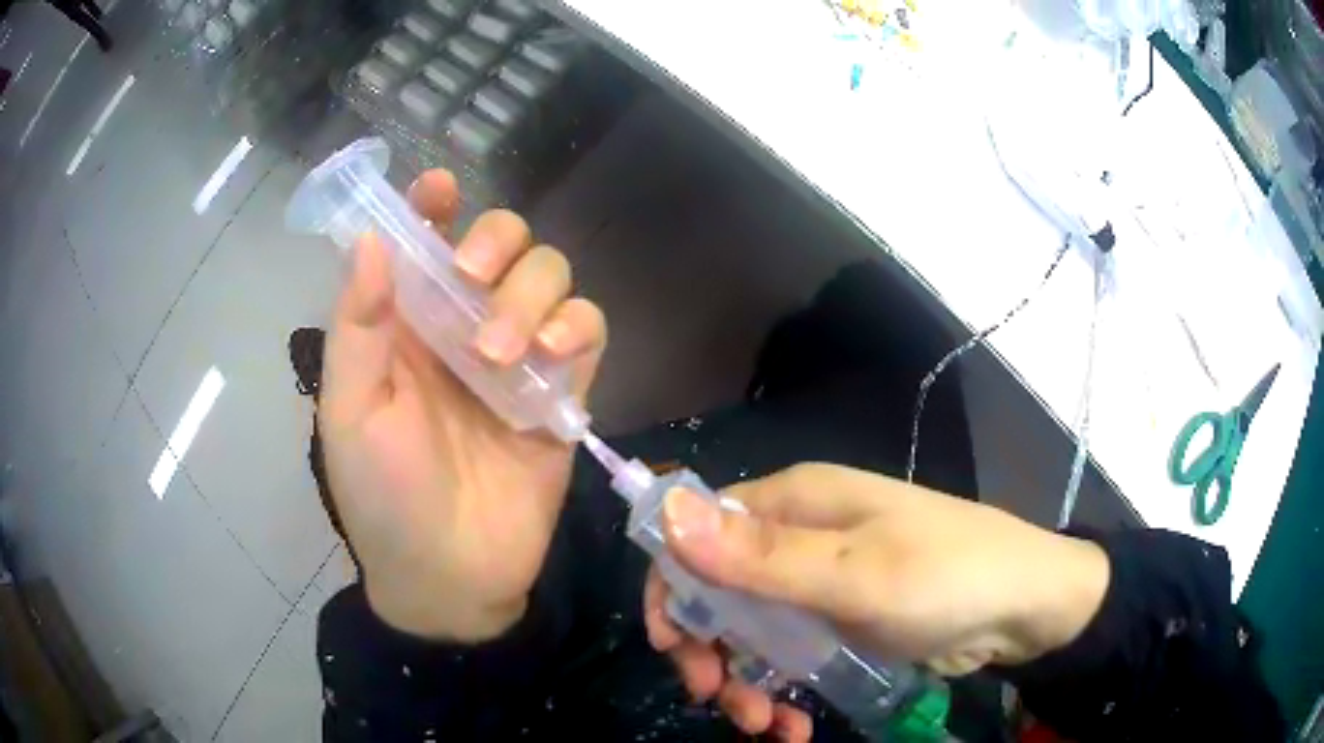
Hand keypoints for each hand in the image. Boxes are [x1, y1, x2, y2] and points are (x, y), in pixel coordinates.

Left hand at [319, 170, 605, 641]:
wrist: (450, 577)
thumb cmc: (384, 497)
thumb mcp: (350, 414)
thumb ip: (358, 328)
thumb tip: (374, 240)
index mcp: (406, 326)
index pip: (425, 243)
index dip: (433, 206)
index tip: (440, 187)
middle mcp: (463, 327)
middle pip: (503, 244)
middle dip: (496, 242)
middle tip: (474, 276)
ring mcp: (518, 358)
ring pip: (550, 277)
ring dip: (532, 294)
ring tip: (501, 352)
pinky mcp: (563, 392)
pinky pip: (588, 331)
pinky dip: (576, 327)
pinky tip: (553, 354)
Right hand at [644, 463, 1109, 739]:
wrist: (1026, 607)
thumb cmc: (948, 578)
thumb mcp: (856, 575)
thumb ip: (761, 556)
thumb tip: (666, 512)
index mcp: (796, 502)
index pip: (700, 531)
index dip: (676, 587)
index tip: (675, 648)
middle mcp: (801, 535)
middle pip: (720, 589)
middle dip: (710, 650)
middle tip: (719, 700)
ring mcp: (824, 581)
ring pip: (751, 630)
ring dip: (744, 681)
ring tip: (765, 727)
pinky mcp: (843, 618)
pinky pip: (788, 653)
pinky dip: (781, 690)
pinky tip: (793, 725)